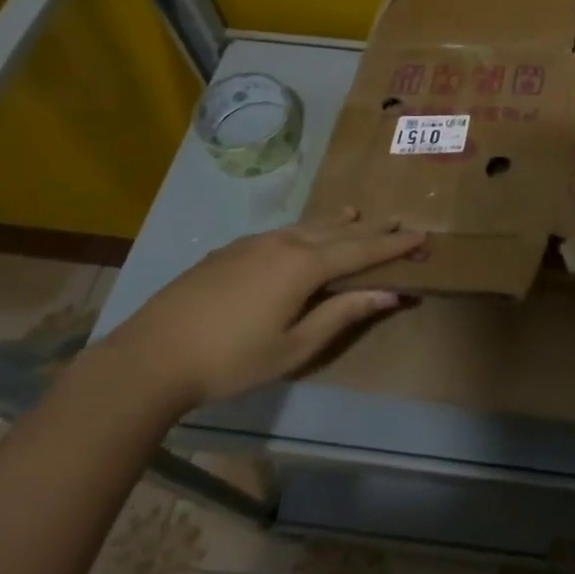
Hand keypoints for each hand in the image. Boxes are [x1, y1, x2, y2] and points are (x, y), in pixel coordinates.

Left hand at [107, 210, 425, 409]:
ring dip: (336, 222)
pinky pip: (283, 232)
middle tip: (398, 220)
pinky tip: (303, 234)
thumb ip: (342, 315)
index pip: (362, 249)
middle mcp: (283, 243)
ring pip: (307, 226)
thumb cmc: (231, 359)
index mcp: (304, 266)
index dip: (394, 244)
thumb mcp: (294, 347)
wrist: (152, 355)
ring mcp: (253, 243)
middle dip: (371, 228)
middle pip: (337, 231)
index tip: (422, 236)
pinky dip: (306, 229)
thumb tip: (388, 293)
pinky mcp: (230, 251)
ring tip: (356, 214)